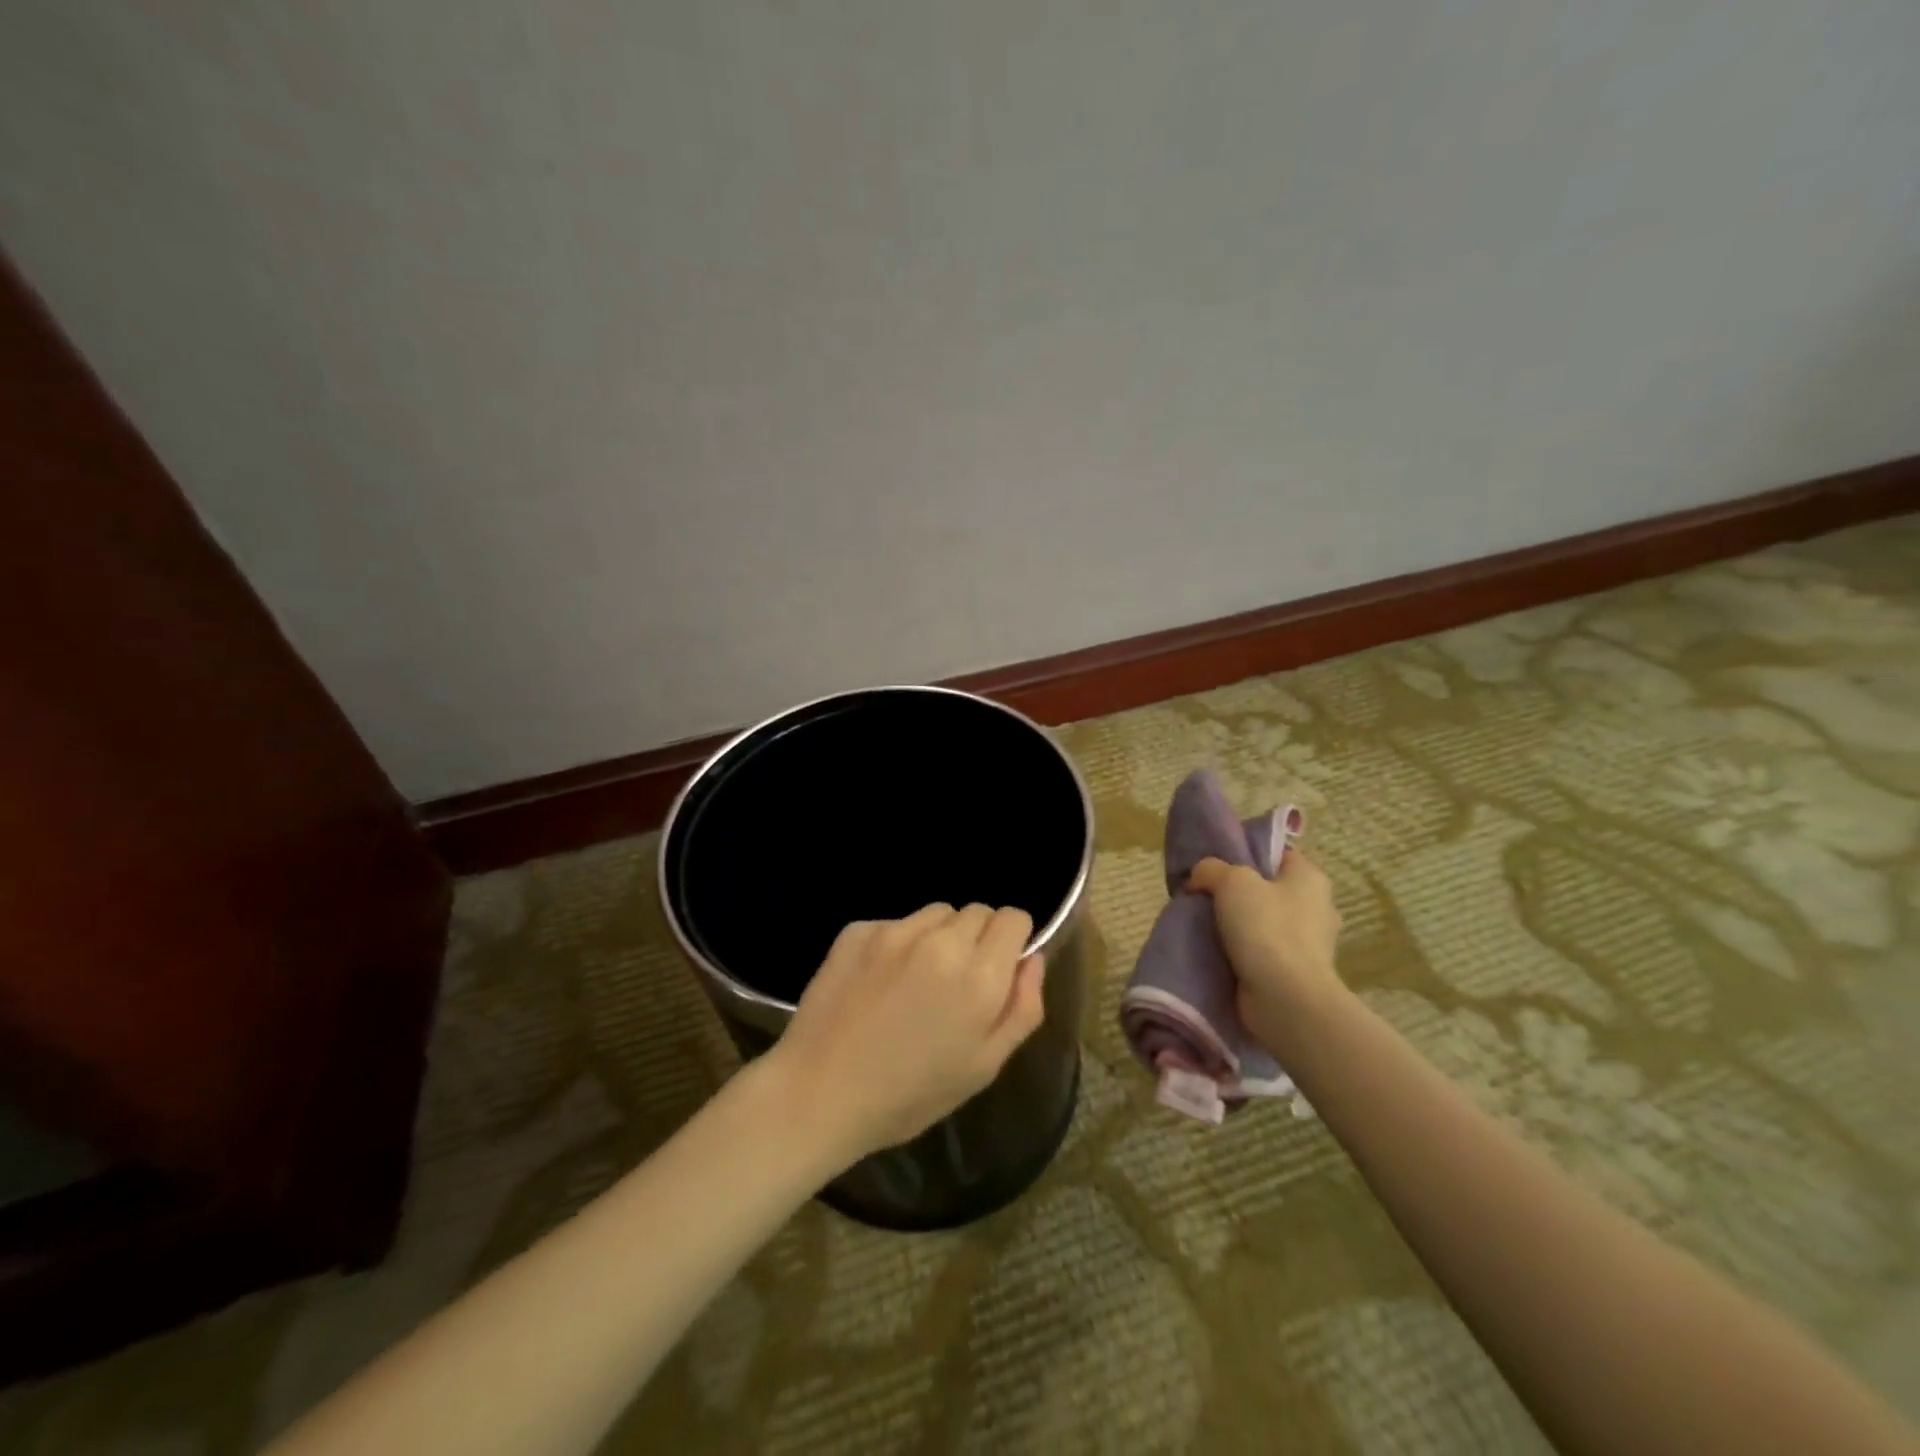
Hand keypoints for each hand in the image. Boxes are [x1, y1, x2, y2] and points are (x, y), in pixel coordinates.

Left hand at [768, 903, 1046, 1165]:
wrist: (820, 1092)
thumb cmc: (911, 1093)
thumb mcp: (984, 1067)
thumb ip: (1021, 1007)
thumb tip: (1032, 959)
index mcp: (979, 975)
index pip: (1014, 917)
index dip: (1012, 939)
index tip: (999, 966)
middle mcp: (941, 941)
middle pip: (977, 911)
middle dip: (977, 938)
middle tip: (955, 982)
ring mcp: (896, 931)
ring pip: (936, 913)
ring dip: (939, 936)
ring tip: (917, 980)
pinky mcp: (859, 930)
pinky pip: (896, 923)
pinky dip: (898, 943)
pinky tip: (880, 982)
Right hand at [1187, 850, 1344, 1055]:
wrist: (1285, 999)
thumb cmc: (1266, 928)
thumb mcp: (1231, 881)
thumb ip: (1211, 869)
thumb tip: (1198, 879)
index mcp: (1310, 878)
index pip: (1277, 855)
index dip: (1246, 854)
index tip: (1215, 865)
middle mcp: (1316, 908)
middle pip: (1266, 889)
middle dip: (1236, 893)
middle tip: (1203, 896)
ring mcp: (1308, 944)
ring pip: (1262, 922)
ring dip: (1236, 925)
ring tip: (1203, 926)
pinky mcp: (1294, 972)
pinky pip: (1261, 952)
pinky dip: (1241, 953)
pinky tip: (1215, 952)